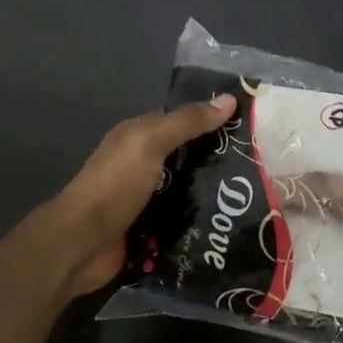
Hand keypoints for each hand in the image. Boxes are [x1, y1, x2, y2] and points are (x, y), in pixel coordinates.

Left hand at [49, 96, 236, 297]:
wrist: (82, 243)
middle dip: (217, 162)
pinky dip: (199, 223)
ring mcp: (144, 199)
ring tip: (252, 199)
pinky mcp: (149, 230)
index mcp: (138, 136)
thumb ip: (188, 122)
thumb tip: (229, 99)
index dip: (212, 121)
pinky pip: (181, 221)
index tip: (250, 127)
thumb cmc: (116, 184)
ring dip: (210, 195)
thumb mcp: (151, 143)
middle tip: (259, 167)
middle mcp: (141, 164)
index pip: (181, 121)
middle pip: (186, 158)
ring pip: (185, 191)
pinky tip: (228, 225)